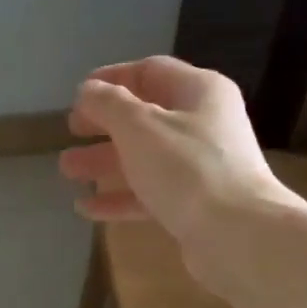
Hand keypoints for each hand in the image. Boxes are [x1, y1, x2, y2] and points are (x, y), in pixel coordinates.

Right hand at [58, 56, 301, 244]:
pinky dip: (119, 197)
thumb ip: (107, 103)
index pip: (150, 71)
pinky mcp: (196, 204)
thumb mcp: (138, 126)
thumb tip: (88, 91)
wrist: (239, 236)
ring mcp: (201, 166)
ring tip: (67, 170)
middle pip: (145, 116)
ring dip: (104, 162)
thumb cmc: (187, 168)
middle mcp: (204, 124)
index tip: (78, 94)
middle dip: (103, 125)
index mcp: (199, 92)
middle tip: (71, 131)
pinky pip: (151, 192)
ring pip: (145, 156)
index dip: (111, 78)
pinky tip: (86, 208)